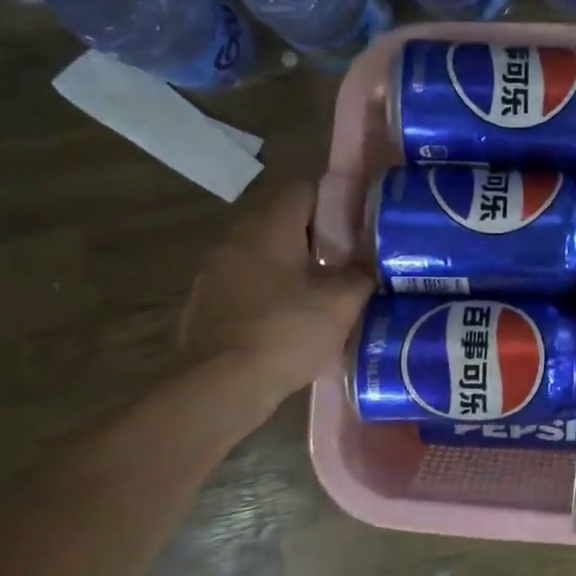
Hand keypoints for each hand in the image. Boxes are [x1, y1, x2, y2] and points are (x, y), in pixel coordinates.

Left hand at [179, 180, 372, 401]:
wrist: (220, 387)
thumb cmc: (287, 331)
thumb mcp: (342, 302)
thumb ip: (361, 274)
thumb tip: (369, 263)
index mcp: (269, 227)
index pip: (303, 189)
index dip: (334, 200)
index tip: (358, 224)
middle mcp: (235, 239)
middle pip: (281, 221)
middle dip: (315, 236)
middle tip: (347, 260)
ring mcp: (214, 272)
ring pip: (262, 254)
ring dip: (290, 266)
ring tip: (321, 292)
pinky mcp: (205, 304)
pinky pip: (246, 284)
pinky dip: (269, 292)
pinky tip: (289, 320)